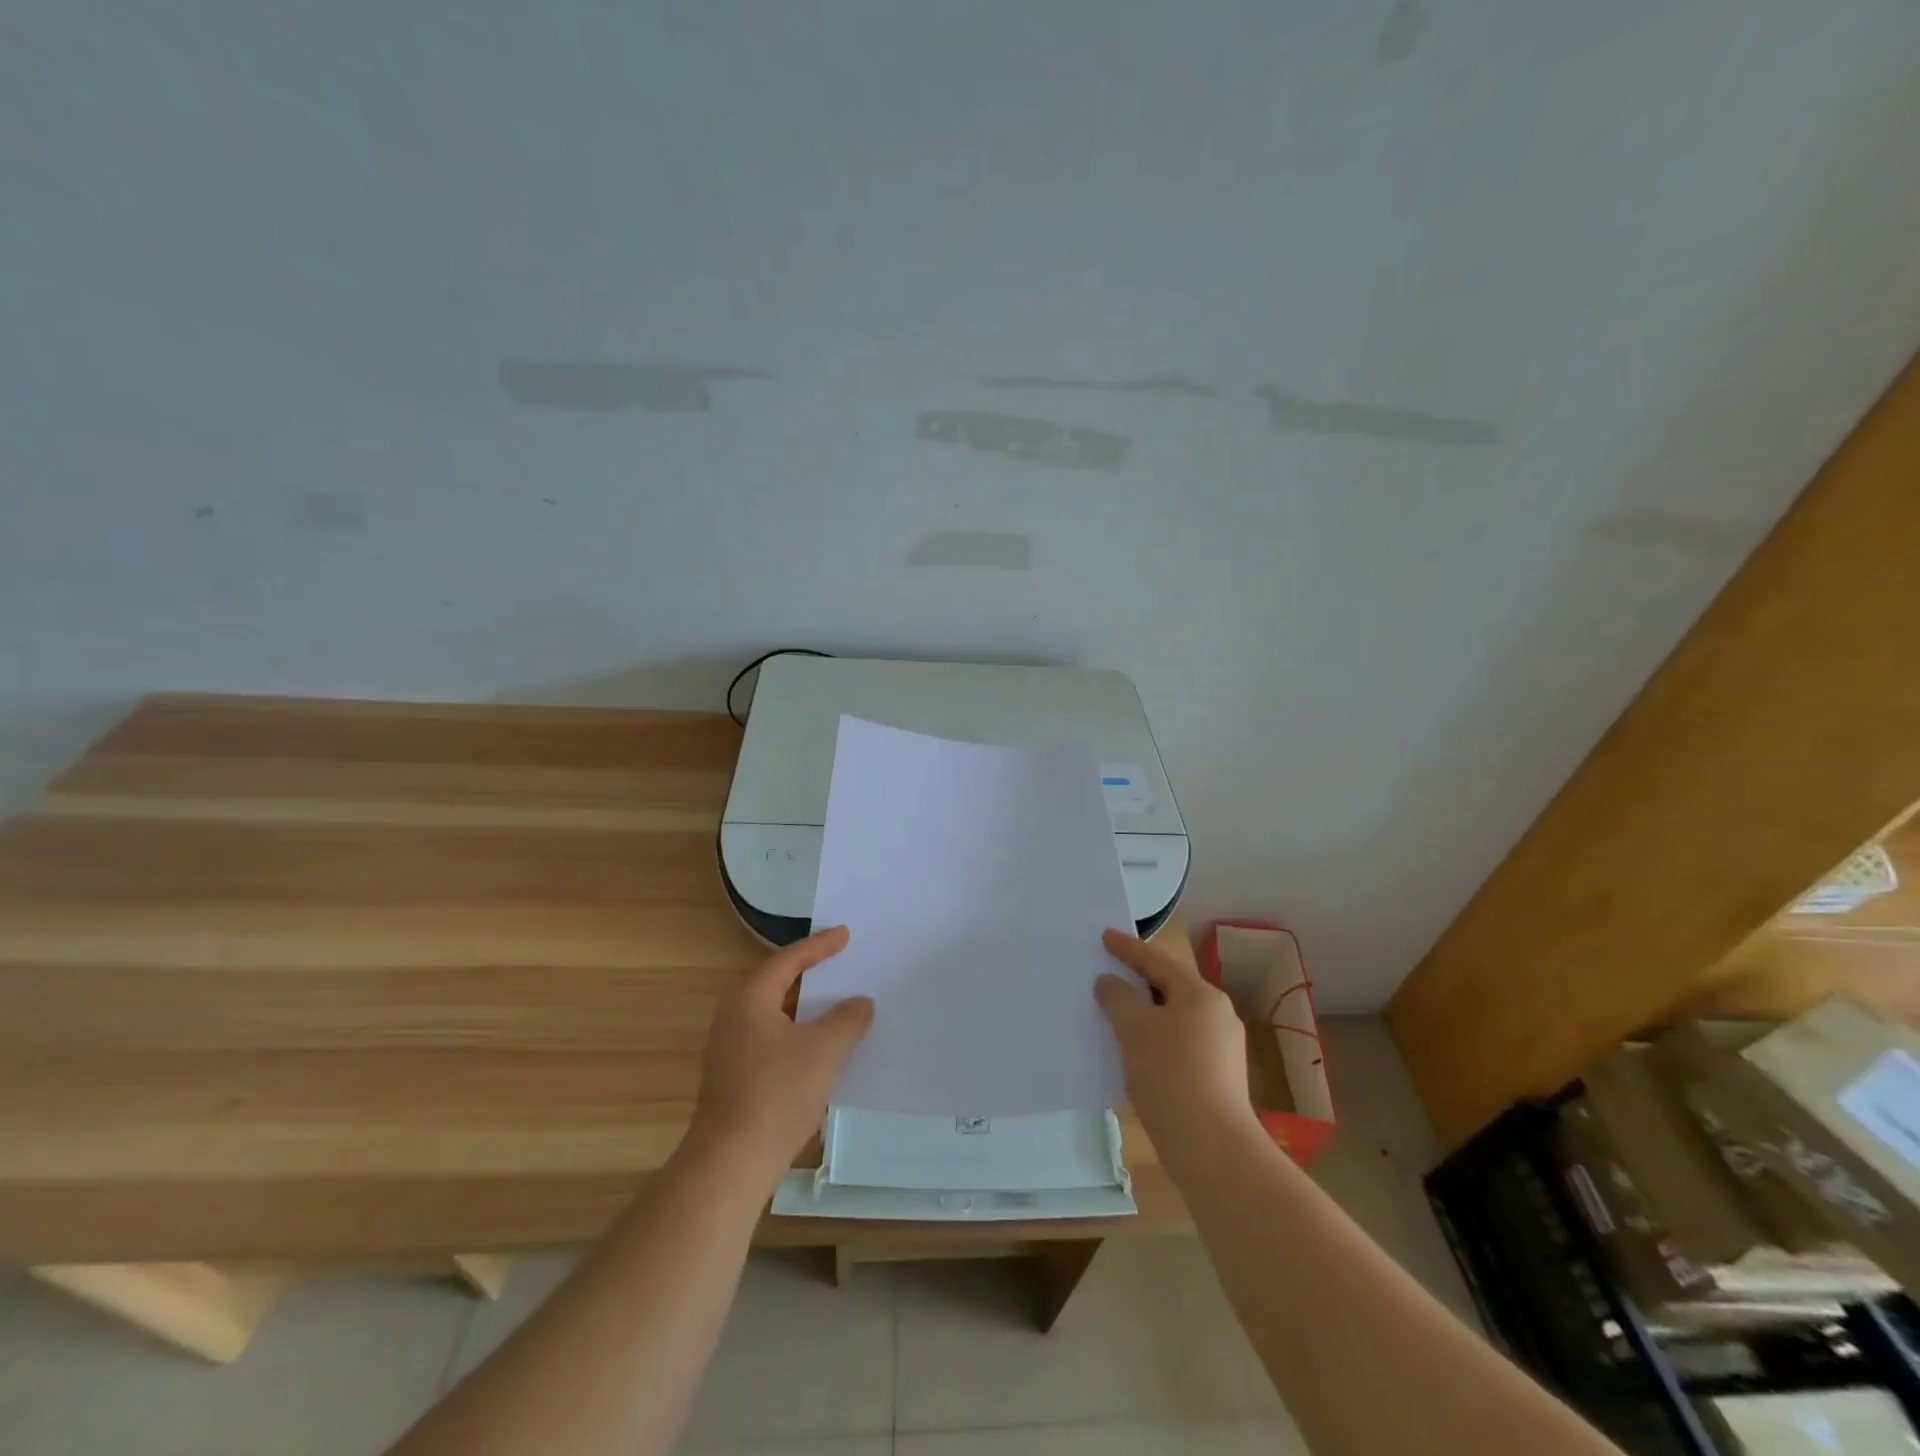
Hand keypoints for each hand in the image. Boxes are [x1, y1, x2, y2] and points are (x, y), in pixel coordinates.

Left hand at [685, 926, 874, 1188]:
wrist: (731, 1163)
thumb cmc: (777, 1093)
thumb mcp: (823, 1050)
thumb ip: (847, 1019)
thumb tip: (860, 1002)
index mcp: (750, 1000)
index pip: (787, 961)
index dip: (818, 946)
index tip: (844, 934)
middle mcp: (733, 1017)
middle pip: (775, 983)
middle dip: (807, 972)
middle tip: (837, 960)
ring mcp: (729, 1050)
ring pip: (773, 1014)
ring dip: (803, 1006)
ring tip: (833, 1001)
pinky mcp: (733, 1077)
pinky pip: (770, 1038)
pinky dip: (796, 1032)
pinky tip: (817, 1047)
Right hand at [1095, 929, 1257, 1144]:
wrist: (1212, 1148)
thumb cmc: (1170, 1074)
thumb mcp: (1134, 1029)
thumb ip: (1117, 998)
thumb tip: (1109, 983)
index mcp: (1201, 995)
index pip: (1157, 961)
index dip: (1128, 948)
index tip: (1105, 936)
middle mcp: (1218, 1015)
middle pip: (1170, 988)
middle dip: (1138, 982)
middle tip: (1108, 973)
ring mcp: (1222, 1049)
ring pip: (1174, 1018)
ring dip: (1145, 1014)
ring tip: (1115, 1015)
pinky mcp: (1218, 1078)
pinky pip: (1179, 1044)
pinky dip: (1156, 1040)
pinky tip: (1136, 1054)